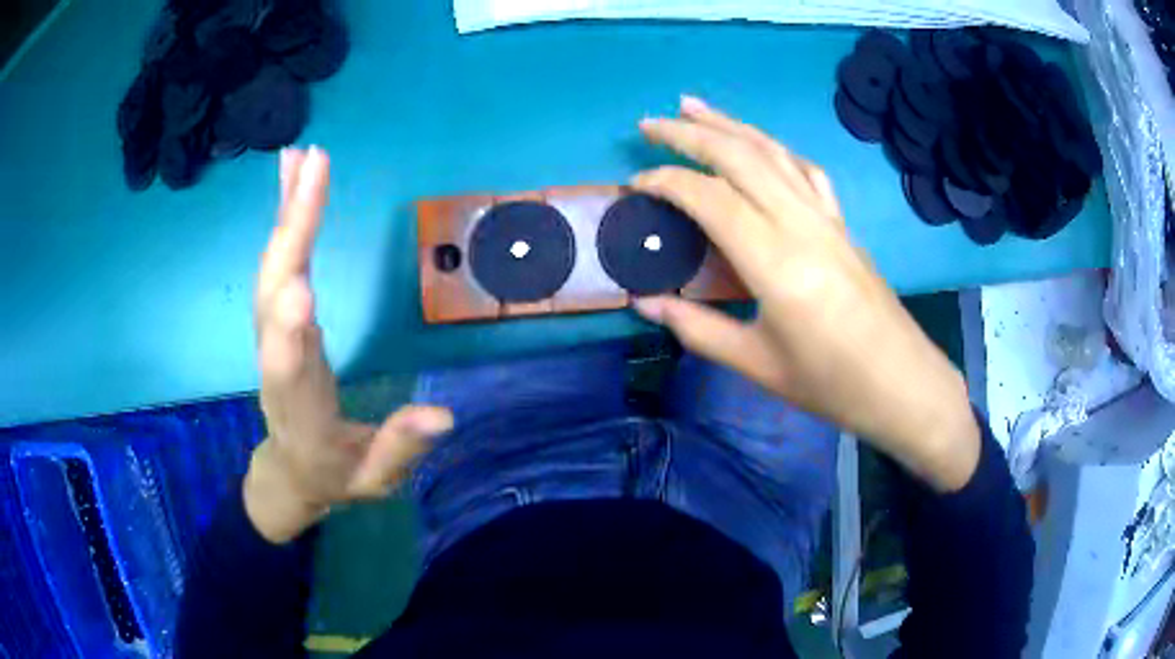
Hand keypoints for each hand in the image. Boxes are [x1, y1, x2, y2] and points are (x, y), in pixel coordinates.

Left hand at [245, 147, 452, 542]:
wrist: (290, 470)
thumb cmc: (334, 476)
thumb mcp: (373, 481)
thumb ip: (400, 449)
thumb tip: (444, 415)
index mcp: (300, 409)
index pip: (288, 372)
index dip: (288, 335)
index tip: (299, 291)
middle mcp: (277, 361)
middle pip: (275, 295)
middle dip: (293, 232)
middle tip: (313, 168)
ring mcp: (272, 334)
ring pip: (272, 268)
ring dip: (286, 211)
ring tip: (301, 157)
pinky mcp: (276, 316)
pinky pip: (278, 262)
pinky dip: (284, 219)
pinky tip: (292, 182)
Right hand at [632, 97, 978, 491]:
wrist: (899, 382)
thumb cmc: (828, 382)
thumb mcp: (755, 363)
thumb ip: (696, 327)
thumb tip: (644, 302)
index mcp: (774, 260)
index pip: (710, 198)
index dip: (666, 182)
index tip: (634, 187)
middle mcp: (800, 223)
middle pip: (740, 157)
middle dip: (690, 133)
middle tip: (650, 123)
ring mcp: (826, 217)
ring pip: (773, 152)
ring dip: (730, 124)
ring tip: (694, 106)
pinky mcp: (842, 223)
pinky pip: (806, 171)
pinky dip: (776, 148)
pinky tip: (762, 144)